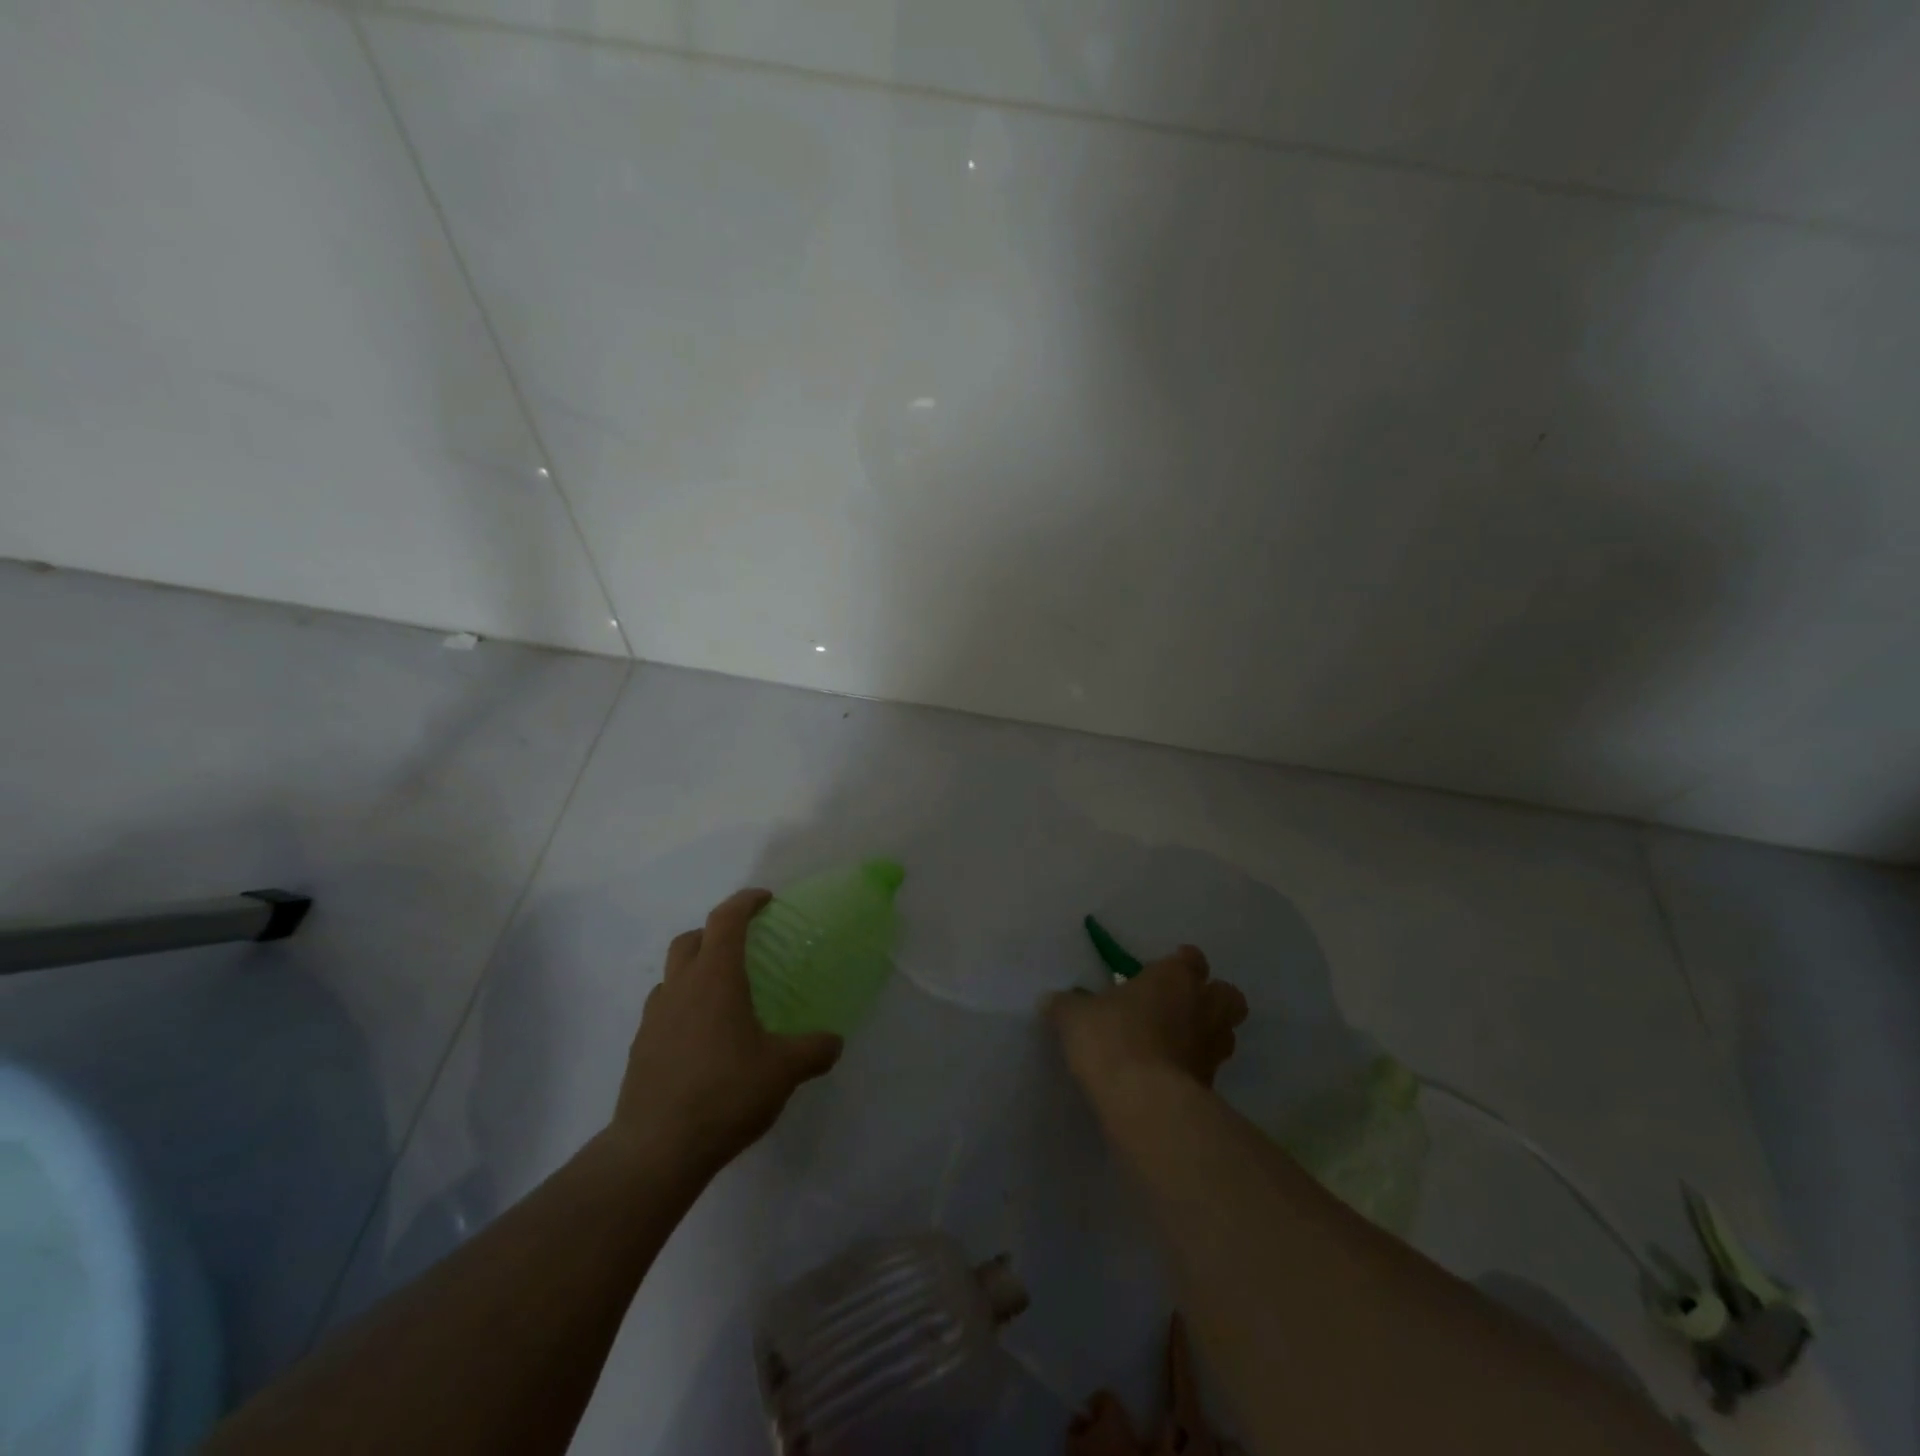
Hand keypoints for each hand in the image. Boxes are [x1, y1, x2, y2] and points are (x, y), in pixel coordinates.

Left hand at [610, 889, 842, 1175]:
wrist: (656, 1149)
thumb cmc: (725, 1093)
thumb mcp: (783, 1070)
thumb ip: (814, 1050)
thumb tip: (834, 1042)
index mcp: (715, 978)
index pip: (726, 920)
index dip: (745, 902)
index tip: (765, 899)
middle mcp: (680, 987)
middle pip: (691, 939)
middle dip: (715, 932)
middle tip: (742, 947)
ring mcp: (654, 1017)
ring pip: (672, 974)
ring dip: (694, 970)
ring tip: (722, 997)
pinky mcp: (641, 1047)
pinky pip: (663, 1010)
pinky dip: (682, 1007)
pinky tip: (702, 1039)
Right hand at [1046, 945, 1247, 1097]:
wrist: (1143, 1101)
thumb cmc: (1112, 1038)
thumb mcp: (1074, 1016)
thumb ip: (1067, 1005)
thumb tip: (1051, 1001)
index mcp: (1174, 977)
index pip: (1191, 958)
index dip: (1180, 963)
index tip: (1162, 971)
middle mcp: (1203, 1007)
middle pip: (1228, 995)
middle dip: (1212, 998)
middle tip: (1183, 1007)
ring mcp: (1213, 1049)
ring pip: (1226, 1034)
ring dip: (1209, 1035)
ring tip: (1177, 1044)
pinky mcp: (1212, 1088)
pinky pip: (1209, 1070)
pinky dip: (1194, 1070)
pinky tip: (1168, 1076)